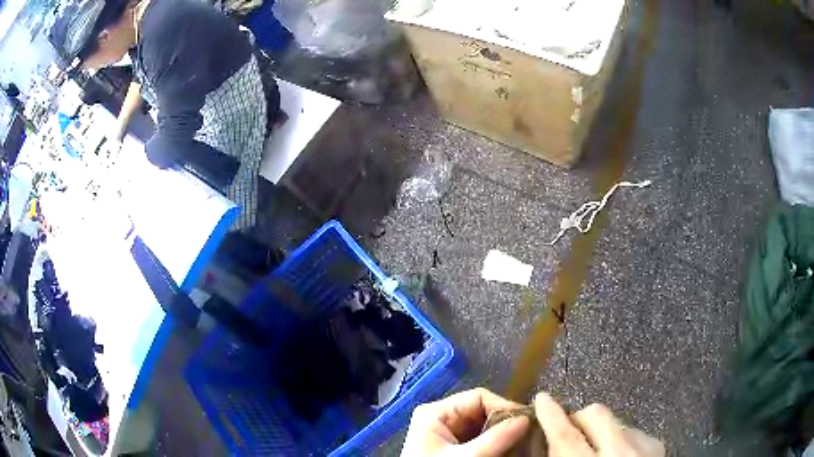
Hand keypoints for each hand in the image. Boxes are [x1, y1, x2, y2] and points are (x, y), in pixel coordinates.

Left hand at [401, 388, 529, 455]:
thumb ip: (494, 440)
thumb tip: (526, 419)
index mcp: (436, 413)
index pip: (478, 398)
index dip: (504, 406)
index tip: (526, 421)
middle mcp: (443, 419)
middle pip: (484, 412)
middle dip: (506, 423)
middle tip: (529, 433)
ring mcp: (450, 434)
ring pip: (486, 427)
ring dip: (504, 435)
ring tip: (524, 441)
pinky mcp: (456, 448)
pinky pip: (482, 440)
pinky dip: (497, 444)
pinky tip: (510, 449)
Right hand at [535, 392, 664, 455]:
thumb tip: (545, 444)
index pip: (565, 436)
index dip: (551, 416)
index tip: (542, 399)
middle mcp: (619, 453)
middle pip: (595, 414)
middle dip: (578, 418)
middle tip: (570, 432)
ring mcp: (643, 446)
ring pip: (614, 420)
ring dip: (601, 431)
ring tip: (599, 451)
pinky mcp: (657, 444)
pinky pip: (631, 431)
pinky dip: (620, 440)